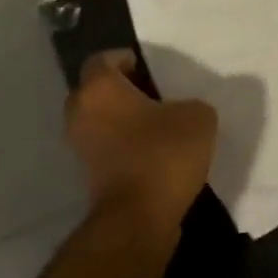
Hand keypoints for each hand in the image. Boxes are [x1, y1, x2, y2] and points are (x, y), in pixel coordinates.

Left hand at [64, 50, 217, 237]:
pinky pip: (107, 148)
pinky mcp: (89, 176)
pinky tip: (155, 152)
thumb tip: (183, 110)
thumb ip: (190, 103)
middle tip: (155, 95)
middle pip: (97, 91)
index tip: (149, 69)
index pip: (103, 60)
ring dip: (123, 121)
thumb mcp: (197, 116)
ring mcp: (80, 147)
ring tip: (159, 125)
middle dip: (123, 91)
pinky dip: (124, 146)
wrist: (139, 218)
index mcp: (99, 88)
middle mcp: (80, 112)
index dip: (125, 59)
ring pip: (101, 121)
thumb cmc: (163, 153)